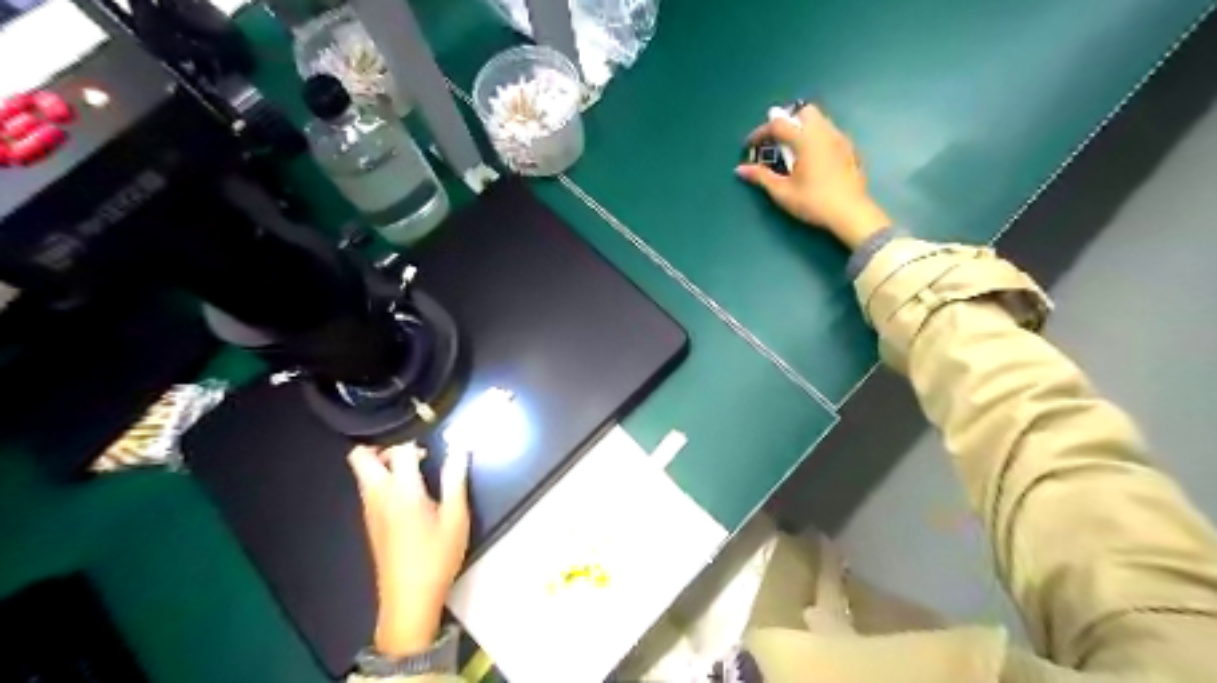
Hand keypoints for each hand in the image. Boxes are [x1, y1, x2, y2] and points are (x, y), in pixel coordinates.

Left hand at [350, 444, 471, 656]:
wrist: (409, 600)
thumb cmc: (436, 556)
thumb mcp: (456, 516)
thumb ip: (455, 478)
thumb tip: (459, 449)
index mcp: (401, 490)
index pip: (398, 450)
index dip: (416, 442)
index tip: (434, 450)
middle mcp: (378, 496)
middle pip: (360, 457)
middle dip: (382, 447)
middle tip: (412, 453)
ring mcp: (369, 510)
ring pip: (363, 473)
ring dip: (383, 464)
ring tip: (416, 472)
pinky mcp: (370, 523)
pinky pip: (369, 489)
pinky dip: (383, 481)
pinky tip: (410, 495)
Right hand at [736, 104, 891, 248]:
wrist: (850, 213)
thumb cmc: (814, 202)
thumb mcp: (783, 192)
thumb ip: (761, 177)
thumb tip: (740, 169)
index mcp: (806, 139)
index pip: (778, 125)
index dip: (760, 133)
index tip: (749, 145)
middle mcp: (824, 133)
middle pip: (804, 112)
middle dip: (787, 121)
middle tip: (776, 141)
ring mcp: (840, 140)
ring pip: (820, 120)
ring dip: (803, 128)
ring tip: (793, 150)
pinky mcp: (850, 150)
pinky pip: (830, 133)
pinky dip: (817, 138)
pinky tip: (813, 159)